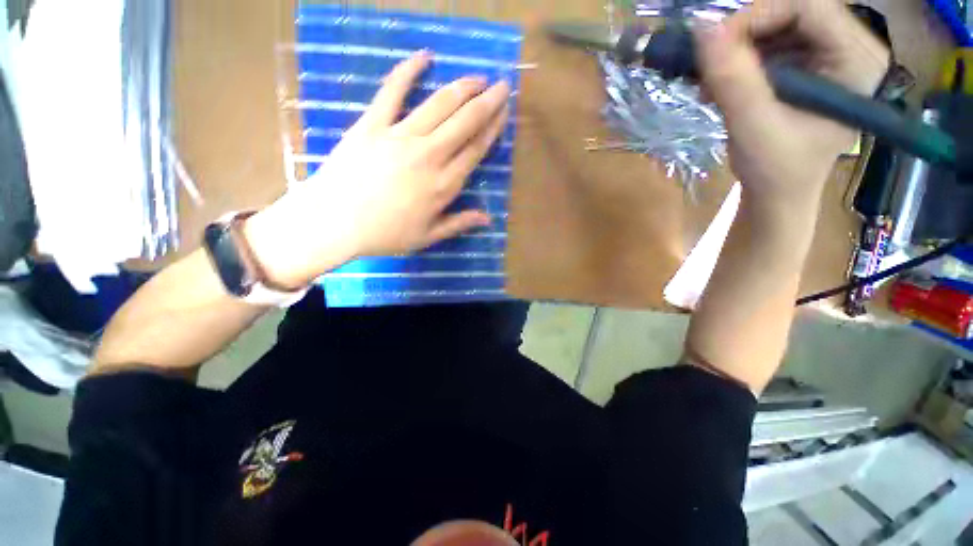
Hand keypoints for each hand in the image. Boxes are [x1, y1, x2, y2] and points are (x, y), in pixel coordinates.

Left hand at [245, 51, 511, 289]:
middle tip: (502, 86)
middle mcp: (429, 156)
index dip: (493, 129)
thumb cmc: (384, 234)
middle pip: (465, 122)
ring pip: (440, 104)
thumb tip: (488, 218)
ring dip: (463, 87)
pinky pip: (393, 91)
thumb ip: (459, 224)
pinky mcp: (373, 124)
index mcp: (444, 185)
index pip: (476, 150)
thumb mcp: (427, 237)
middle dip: (487, 101)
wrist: (335, 221)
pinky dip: (408, 71)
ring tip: (478, 77)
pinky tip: (424, 57)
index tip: (504, 112)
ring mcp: (401, 136)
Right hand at [695, 0, 889, 210]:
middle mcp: (850, 48)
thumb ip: (732, 79)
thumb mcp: (753, 126)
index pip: (809, 7)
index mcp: (857, 61)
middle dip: (744, 36)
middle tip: (710, 67)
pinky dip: (741, 62)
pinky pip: (771, 46)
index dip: (757, 16)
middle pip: (792, 12)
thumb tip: (701, 29)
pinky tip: (723, 86)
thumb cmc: (776, 170)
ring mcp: (830, 56)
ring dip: (738, 52)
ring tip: (712, 84)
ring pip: (777, 27)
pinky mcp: (809, 67)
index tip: (714, 46)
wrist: (778, 194)